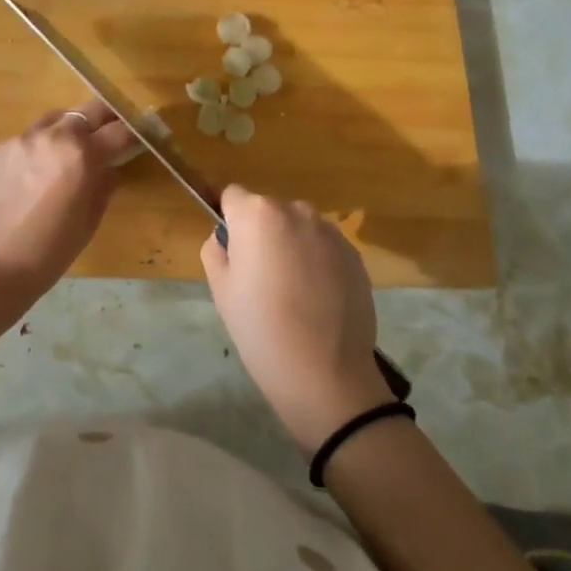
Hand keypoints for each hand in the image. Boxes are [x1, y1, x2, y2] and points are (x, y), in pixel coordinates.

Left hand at [0, 100, 135, 300]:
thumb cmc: (50, 252)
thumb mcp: (89, 221)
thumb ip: (104, 185)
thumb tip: (110, 167)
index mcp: (81, 155)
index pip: (119, 130)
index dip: (135, 131)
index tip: (142, 132)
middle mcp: (52, 136)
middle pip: (88, 110)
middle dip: (104, 118)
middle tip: (111, 131)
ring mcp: (21, 139)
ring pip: (55, 119)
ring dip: (69, 129)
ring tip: (68, 152)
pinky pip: (27, 139)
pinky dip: (38, 149)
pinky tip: (33, 176)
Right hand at [201, 187, 390, 451]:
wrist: (326, 373)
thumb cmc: (261, 329)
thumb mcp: (221, 289)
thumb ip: (216, 249)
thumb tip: (227, 238)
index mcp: (257, 213)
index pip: (232, 196)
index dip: (228, 220)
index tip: (231, 252)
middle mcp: (296, 210)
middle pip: (268, 211)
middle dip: (261, 233)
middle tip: (259, 278)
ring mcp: (330, 232)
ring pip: (298, 228)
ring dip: (291, 246)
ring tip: (292, 292)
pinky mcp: (354, 254)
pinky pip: (324, 247)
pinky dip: (317, 262)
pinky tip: (317, 300)